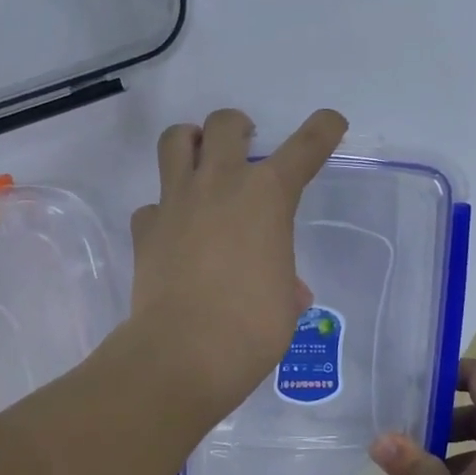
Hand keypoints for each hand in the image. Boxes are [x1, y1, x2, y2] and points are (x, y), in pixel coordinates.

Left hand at [126, 107, 346, 420]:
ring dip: (190, 142)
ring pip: (175, 141)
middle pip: (225, 124)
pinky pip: (151, 205)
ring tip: (199, 162)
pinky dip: (163, 212)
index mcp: (267, 196)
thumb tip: (285, 291)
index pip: (304, 147)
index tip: (329, 122)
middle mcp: (220, 185)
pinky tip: (172, 233)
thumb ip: (285, 282)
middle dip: (237, 128)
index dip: (322, 130)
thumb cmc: (252, 327)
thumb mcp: (285, 303)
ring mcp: (176, 202)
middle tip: (243, 147)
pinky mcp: (145, 228)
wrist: (185, 352)